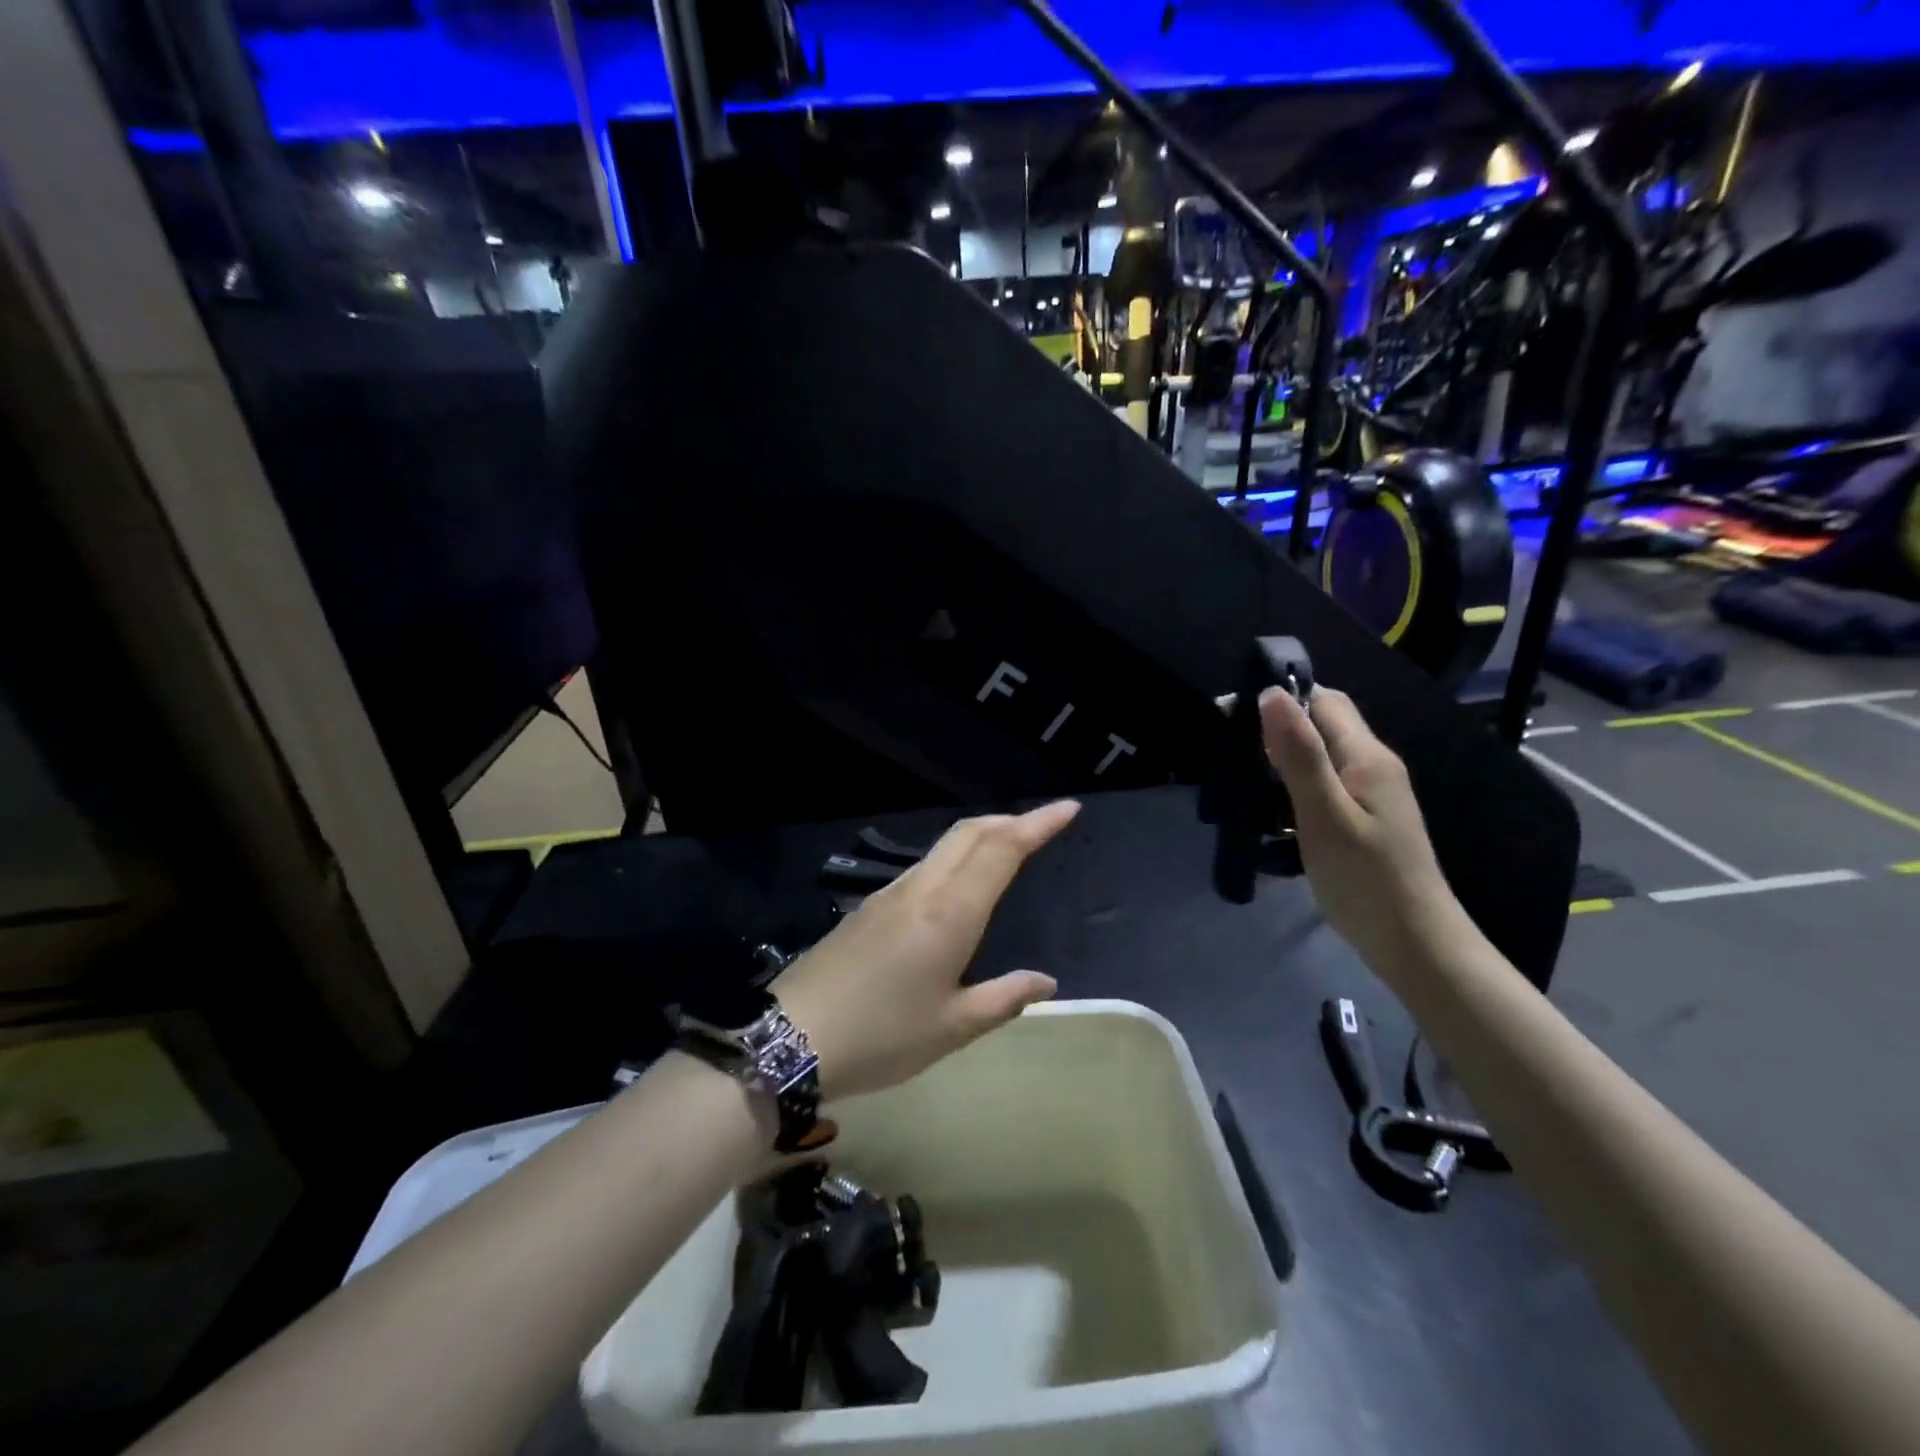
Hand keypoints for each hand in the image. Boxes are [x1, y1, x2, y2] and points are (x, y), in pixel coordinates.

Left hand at [772, 802, 1080, 1099]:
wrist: (790, 1037)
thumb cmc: (882, 1036)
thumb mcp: (952, 1028)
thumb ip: (1004, 998)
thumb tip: (1046, 982)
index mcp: (950, 913)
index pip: (1002, 849)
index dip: (1037, 824)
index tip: (1068, 808)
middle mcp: (921, 889)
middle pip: (970, 833)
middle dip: (1010, 820)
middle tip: (1042, 825)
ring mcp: (890, 894)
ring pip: (944, 846)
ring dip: (981, 835)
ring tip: (1007, 846)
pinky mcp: (869, 907)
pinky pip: (923, 865)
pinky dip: (954, 856)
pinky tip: (958, 883)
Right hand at [1259, 686, 1464, 971]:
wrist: (1414, 944)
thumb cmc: (1365, 878)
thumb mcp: (1324, 814)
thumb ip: (1299, 754)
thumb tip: (1272, 693)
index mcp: (1366, 756)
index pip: (1324, 700)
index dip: (1281, 697)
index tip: (1232, 714)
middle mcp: (1373, 766)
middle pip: (1322, 726)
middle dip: (1277, 730)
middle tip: (1231, 752)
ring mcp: (1372, 796)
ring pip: (1320, 758)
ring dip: (1282, 762)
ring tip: (1242, 782)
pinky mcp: (1363, 821)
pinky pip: (1323, 788)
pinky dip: (1293, 791)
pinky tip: (1271, 814)